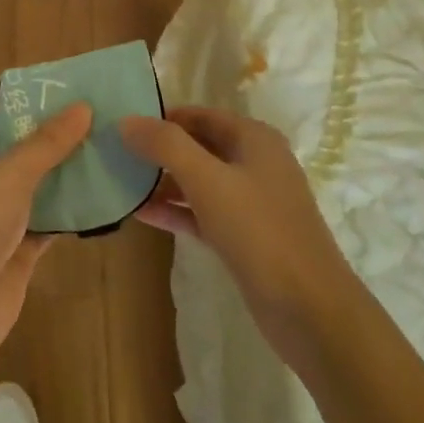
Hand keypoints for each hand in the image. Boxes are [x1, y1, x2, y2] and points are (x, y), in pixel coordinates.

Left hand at [0, 104, 92, 371]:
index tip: (70, 100)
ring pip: (32, 191)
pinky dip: (66, 214)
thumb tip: (82, 106)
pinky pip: (43, 223)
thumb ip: (47, 143)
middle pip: (15, 155)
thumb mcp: (10, 174)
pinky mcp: (11, 252)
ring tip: (107, 154)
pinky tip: (101, 199)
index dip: (28, 111)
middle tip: (99, 125)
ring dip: (63, 179)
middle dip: (53, 144)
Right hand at [120, 107, 356, 370]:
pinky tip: (140, 213)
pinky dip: (175, 210)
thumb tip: (127, 120)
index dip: (162, 117)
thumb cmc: (259, 230)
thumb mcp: (208, 180)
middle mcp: (254, 163)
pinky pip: (202, 212)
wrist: (309, 308)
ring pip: (199, 181)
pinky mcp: (244, 236)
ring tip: (120, 180)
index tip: (122, 125)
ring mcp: (251, 202)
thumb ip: (166, 146)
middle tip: (114, 153)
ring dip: (163, 181)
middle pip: (198, 145)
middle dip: (159, 149)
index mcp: (254, 139)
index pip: (199, 115)